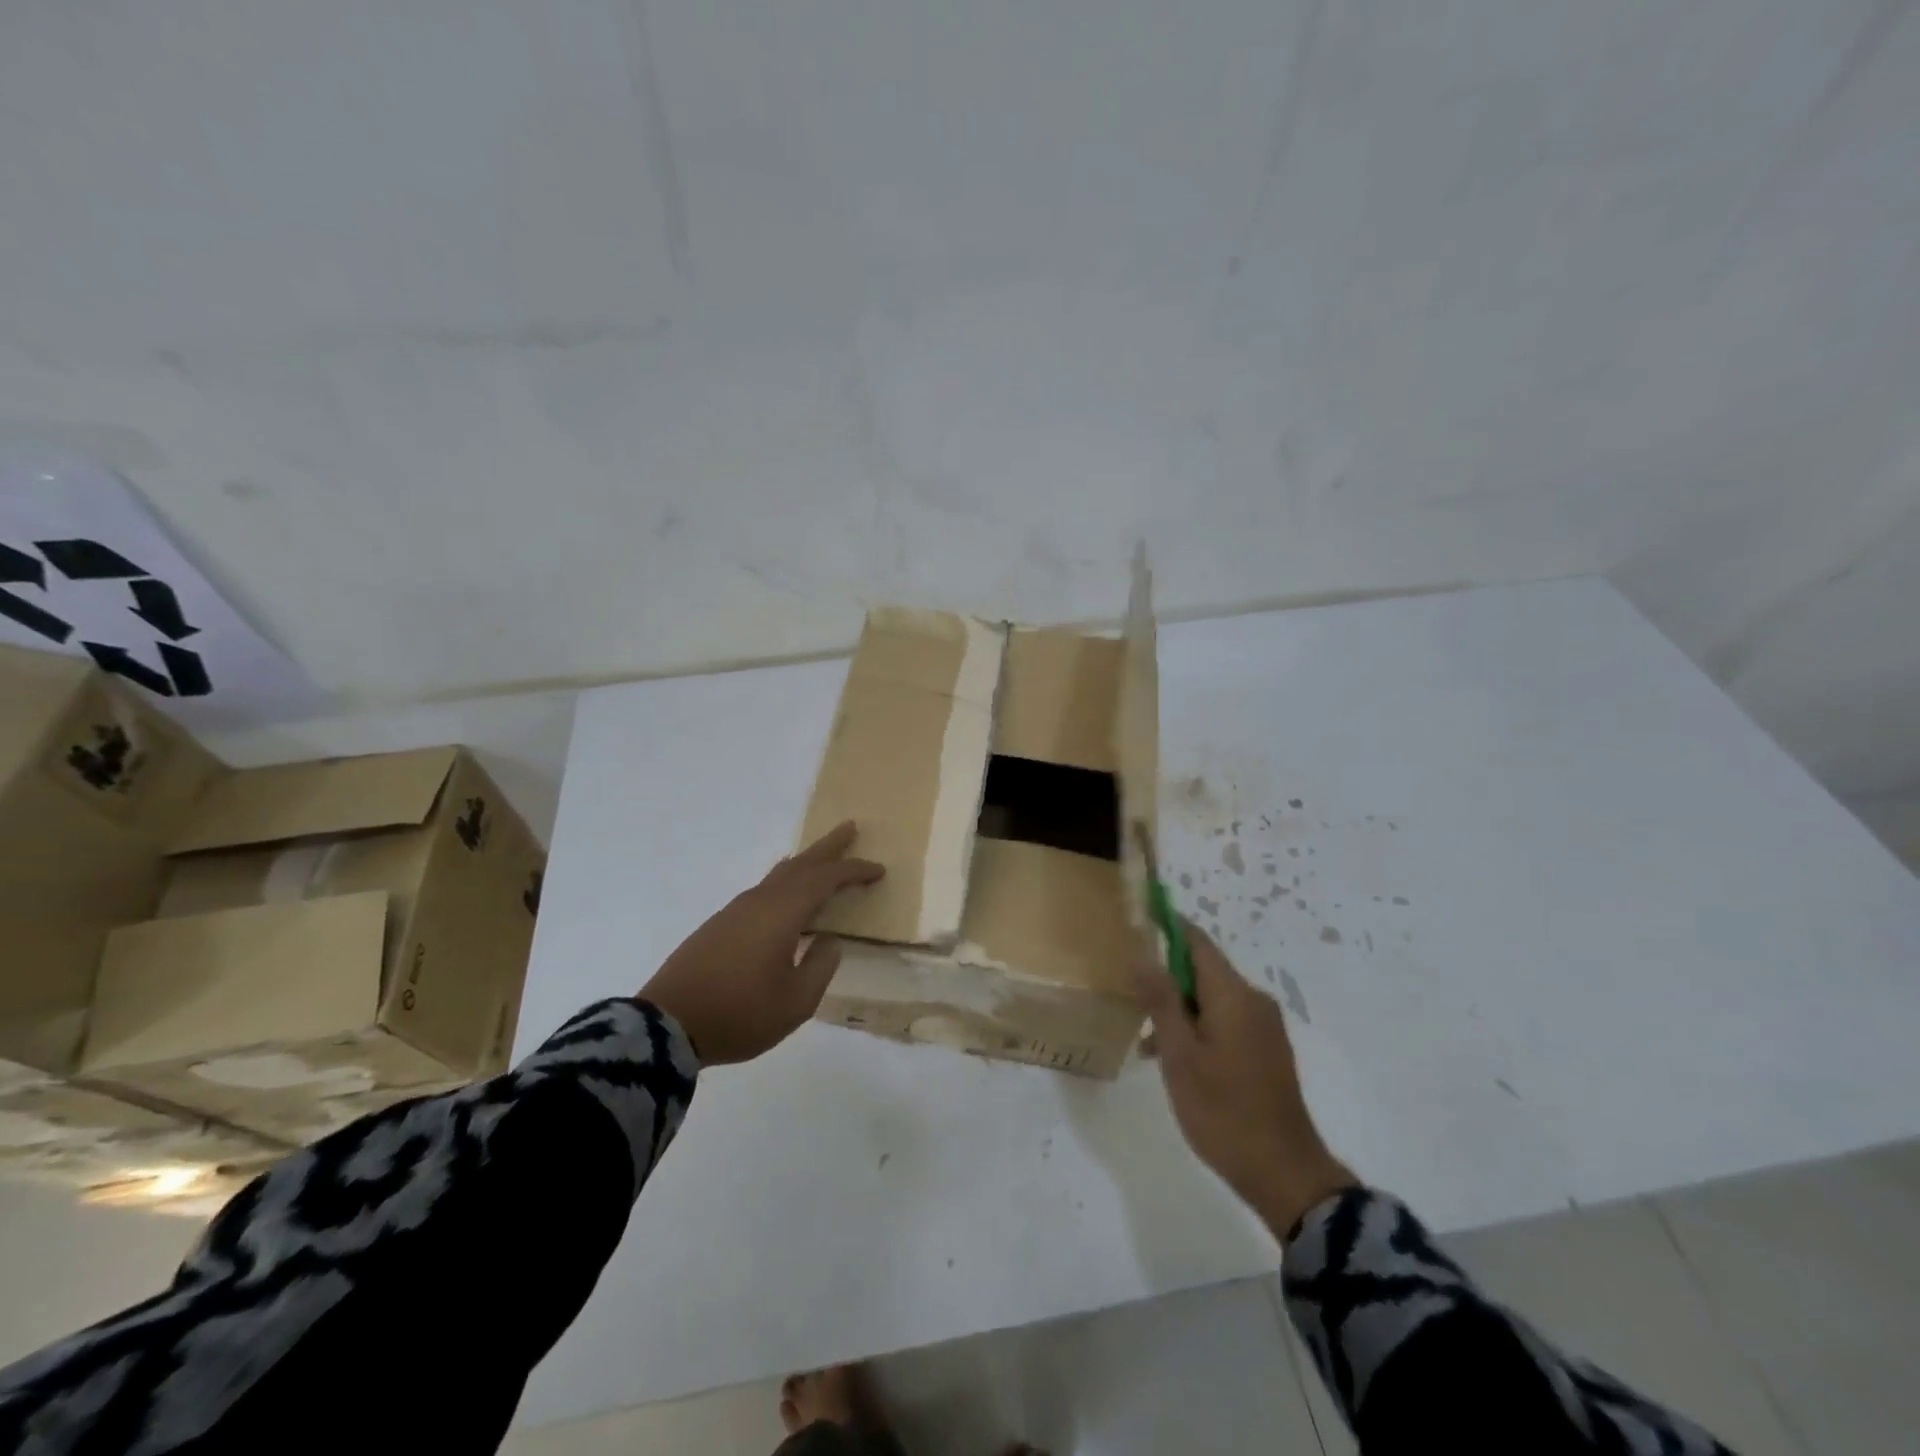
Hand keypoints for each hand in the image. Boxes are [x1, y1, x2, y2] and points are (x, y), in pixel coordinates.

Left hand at [641, 821, 883, 1064]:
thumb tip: (828, 940)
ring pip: (778, 875)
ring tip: (822, 858)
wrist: (667, 1025)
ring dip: (805, 863)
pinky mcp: (720, 924)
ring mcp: (736, 911)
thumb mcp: (795, 1002)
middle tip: (851, 827)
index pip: (826, 879)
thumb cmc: (739, 1014)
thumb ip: (820, 967)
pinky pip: (763, 890)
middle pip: (800, 863)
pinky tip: (785, 893)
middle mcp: (759, 901)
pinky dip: (784, 882)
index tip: (878, 870)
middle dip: (828, 847)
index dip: (854, 871)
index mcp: (782, 913)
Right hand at [1134, 923, 1356, 1236]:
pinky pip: (1226, 1021)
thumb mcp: (1181, 1056)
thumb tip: (1141, 954)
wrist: (1285, 1174)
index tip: (1134, 927)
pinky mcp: (1267, 1050)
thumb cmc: (1224, 1111)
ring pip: (1211, 999)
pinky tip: (1176, 1061)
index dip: (1165, 927)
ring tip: (1148, 1044)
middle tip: (1131, 1000)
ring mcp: (1264, 1026)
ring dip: (1179, 1011)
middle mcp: (1253, 1000)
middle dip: (1166, 980)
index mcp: (1233, 995)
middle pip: (1202, 970)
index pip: (1195, 940)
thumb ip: (1161, 1000)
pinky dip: (1198, 1029)